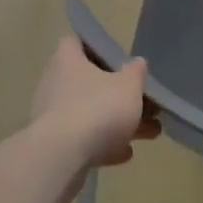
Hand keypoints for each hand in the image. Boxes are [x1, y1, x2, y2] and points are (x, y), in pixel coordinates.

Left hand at [29, 37, 159, 184]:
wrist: (61, 159)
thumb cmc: (97, 109)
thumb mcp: (129, 85)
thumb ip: (136, 72)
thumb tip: (137, 64)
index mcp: (68, 59)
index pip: (80, 42)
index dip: (101, 49)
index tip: (122, 62)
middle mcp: (55, 83)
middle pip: (91, 82)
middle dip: (121, 94)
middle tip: (147, 104)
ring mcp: (52, 116)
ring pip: (91, 113)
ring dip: (119, 122)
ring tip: (150, 133)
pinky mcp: (53, 146)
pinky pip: (83, 139)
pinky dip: (104, 144)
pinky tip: (126, 153)